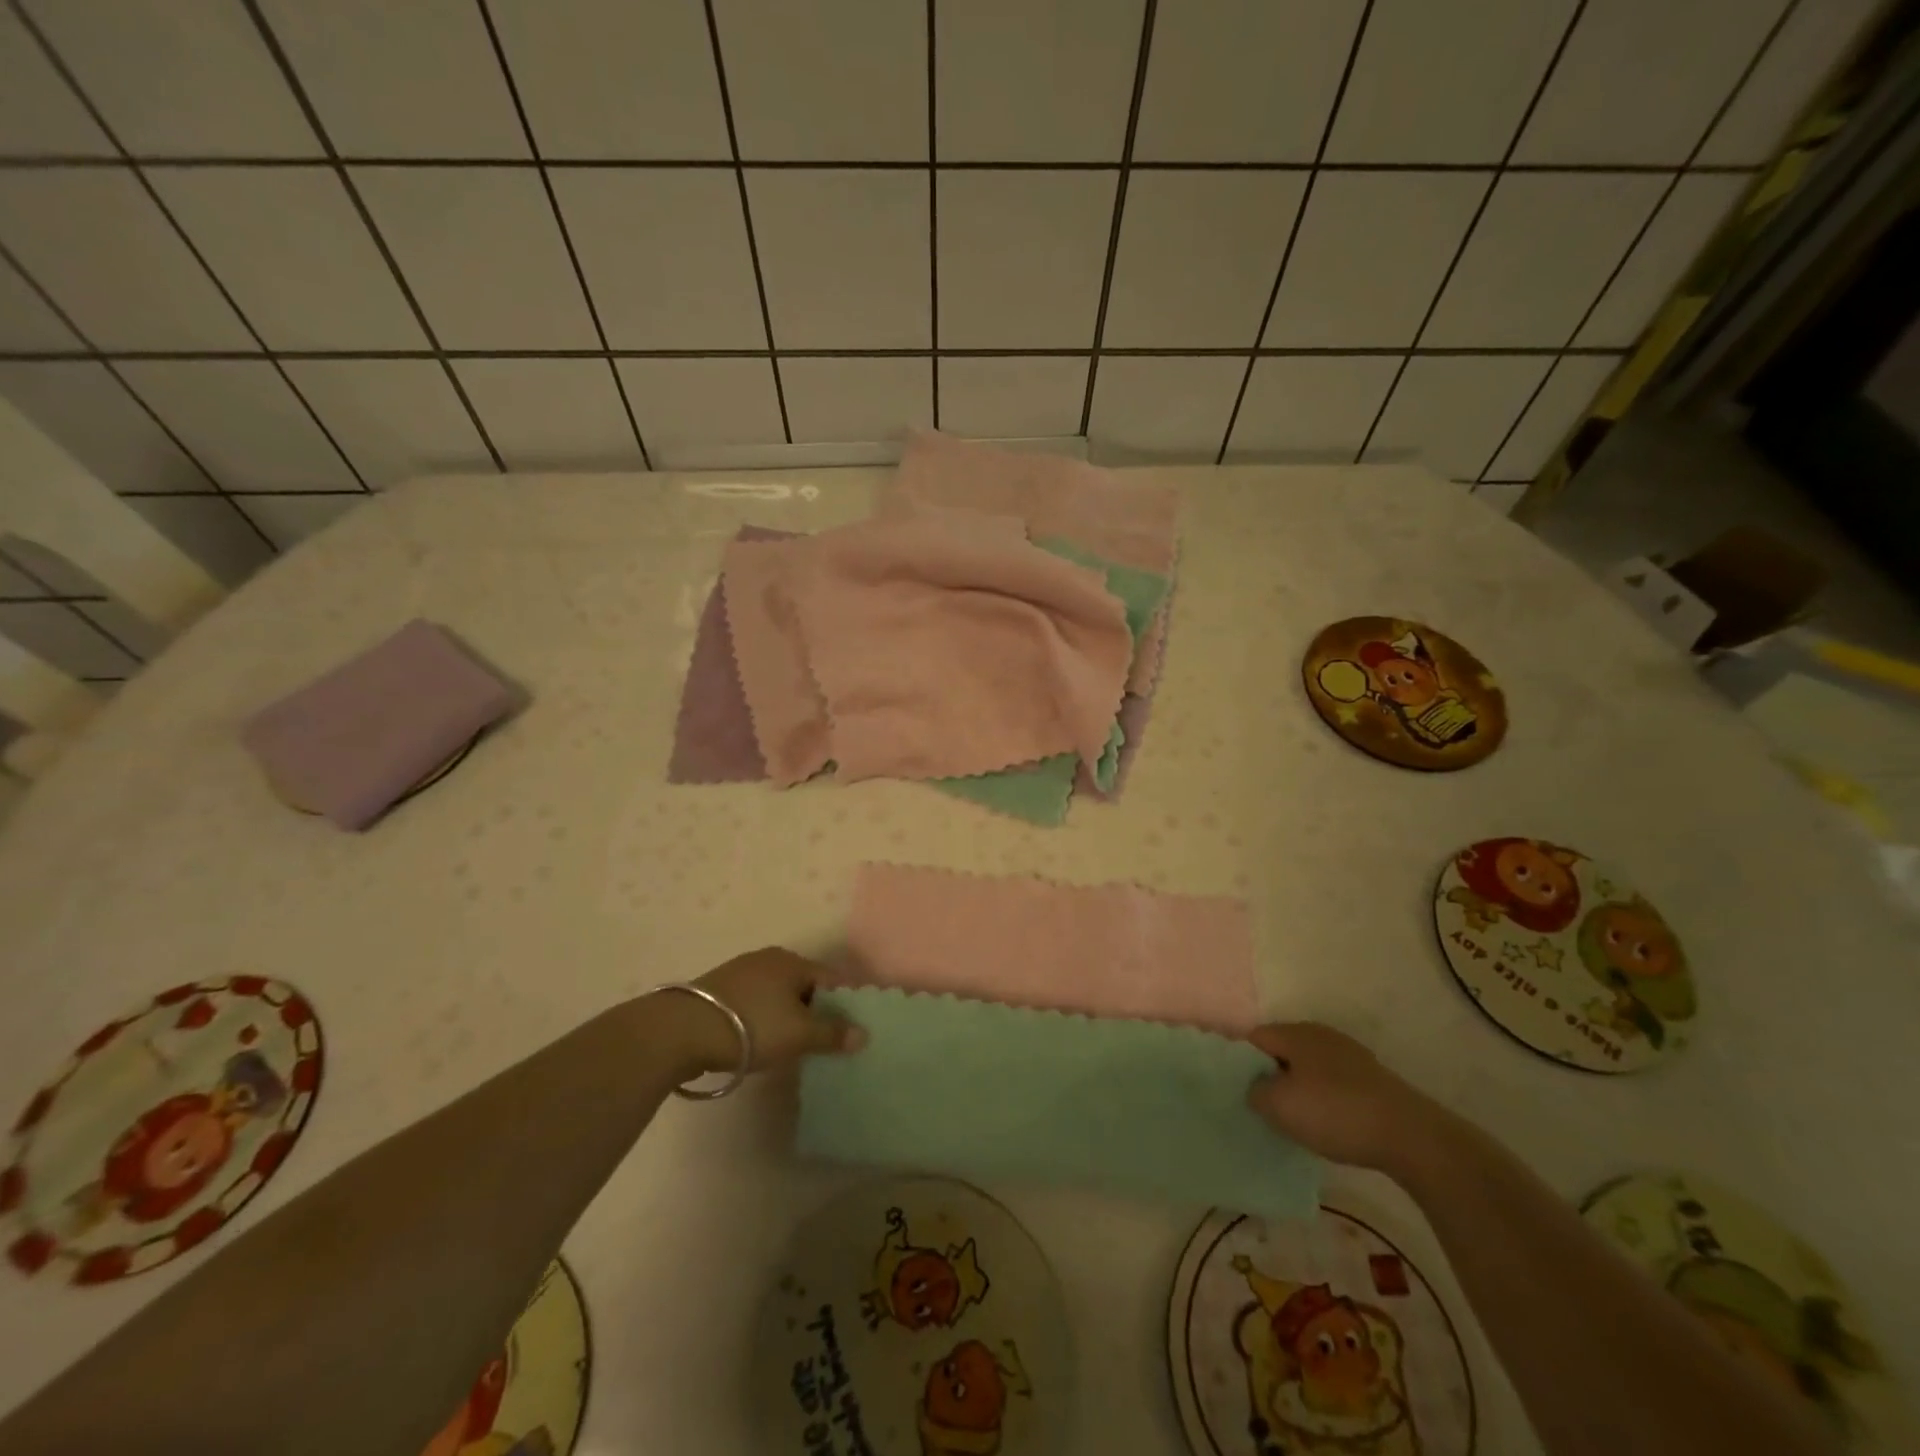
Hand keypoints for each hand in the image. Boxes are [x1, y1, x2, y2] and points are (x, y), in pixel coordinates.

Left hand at [683, 946, 865, 1074]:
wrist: (682, 1031)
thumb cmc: (752, 1026)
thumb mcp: (799, 1034)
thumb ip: (833, 1034)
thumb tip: (864, 1034)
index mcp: (793, 961)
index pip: (832, 979)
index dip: (845, 1004)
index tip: (850, 1031)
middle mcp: (769, 959)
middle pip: (804, 985)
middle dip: (816, 1011)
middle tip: (822, 1042)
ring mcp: (741, 972)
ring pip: (778, 995)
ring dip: (788, 1016)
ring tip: (792, 1045)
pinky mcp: (718, 991)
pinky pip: (755, 1003)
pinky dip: (764, 1019)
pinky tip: (760, 1040)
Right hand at [1244, 1023, 1450, 1177]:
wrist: (1410, 1136)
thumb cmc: (1335, 1113)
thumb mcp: (1279, 1106)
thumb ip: (1254, 1092)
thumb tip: (1256, 1089)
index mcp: (1295, 1032)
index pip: (1254, 1038)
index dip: (1241, 1063)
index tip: (1239, 1091)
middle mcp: (1320, 1034)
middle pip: (1282, 1050)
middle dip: (1271, 1076)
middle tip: (1265, 1107)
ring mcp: (1349, 1054)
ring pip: (1308, 1067)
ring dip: (1299, 1088)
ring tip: (1296, 1119)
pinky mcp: (1371, 1077)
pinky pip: (1333, 1082)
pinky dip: (1325, 1098)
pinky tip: (1329, 1123)